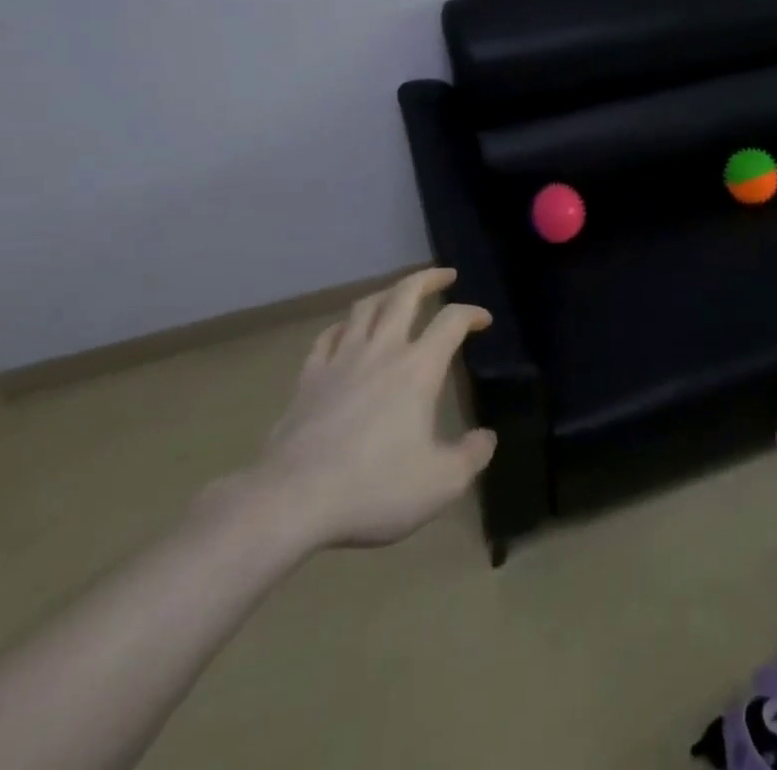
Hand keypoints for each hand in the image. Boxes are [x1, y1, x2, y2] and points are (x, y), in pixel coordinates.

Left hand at [237, 268, 495, 553]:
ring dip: (387, 293)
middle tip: (445, 275)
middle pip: (406, 294)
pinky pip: (328, 337)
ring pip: (366, 307)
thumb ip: (471, 457)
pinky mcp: (308, 379)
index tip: (483, 320)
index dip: (472, 314)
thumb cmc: (373, 487)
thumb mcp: (440, 483)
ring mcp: (340, 360)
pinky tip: (346, 332)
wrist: (291, 501)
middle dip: (429, 278)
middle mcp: (382, 351)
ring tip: (398, 294)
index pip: (452, 321)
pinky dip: (344, 326)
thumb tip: (486, 438)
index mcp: (419, 368)